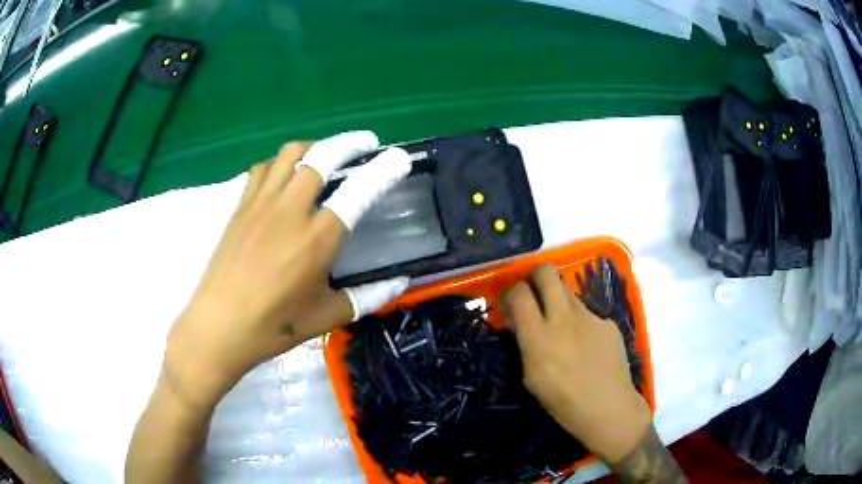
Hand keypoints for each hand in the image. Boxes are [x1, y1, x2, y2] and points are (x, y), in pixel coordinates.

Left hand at [164, 131, 411, 408]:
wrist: (218, 327)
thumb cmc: (274, 326)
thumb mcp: (327, 317)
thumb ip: (368, 297)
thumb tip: (399, 283)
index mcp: (317, 239)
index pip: (358, 192)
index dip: (383, 170)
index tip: (400, 158)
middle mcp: (290, 210)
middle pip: (322, 156)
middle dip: (349, 142)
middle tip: (365, 144)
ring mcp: (261, 204)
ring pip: (289, 154)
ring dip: (314, 147)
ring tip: (326, 155)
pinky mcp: (240, 207)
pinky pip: (262, 169)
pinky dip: (279, 164)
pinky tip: (284, 178)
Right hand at [503, 264, 650, 462]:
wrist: (608, 407)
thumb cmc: (563, 401)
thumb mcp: (531, 377)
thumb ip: (526, 344)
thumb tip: (522, 323)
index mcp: (538, 335)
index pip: (519, 291)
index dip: (511, 292)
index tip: (512, 305)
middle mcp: (563, 317)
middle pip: (546, 271)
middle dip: (535, 276)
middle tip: (534, 296)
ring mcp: (589, 316)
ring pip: (568, 291)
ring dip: (558, 301)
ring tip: (562, 329)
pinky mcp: (607, 322)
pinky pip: (588, 314)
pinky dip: (581, 324)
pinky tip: (587, 348)